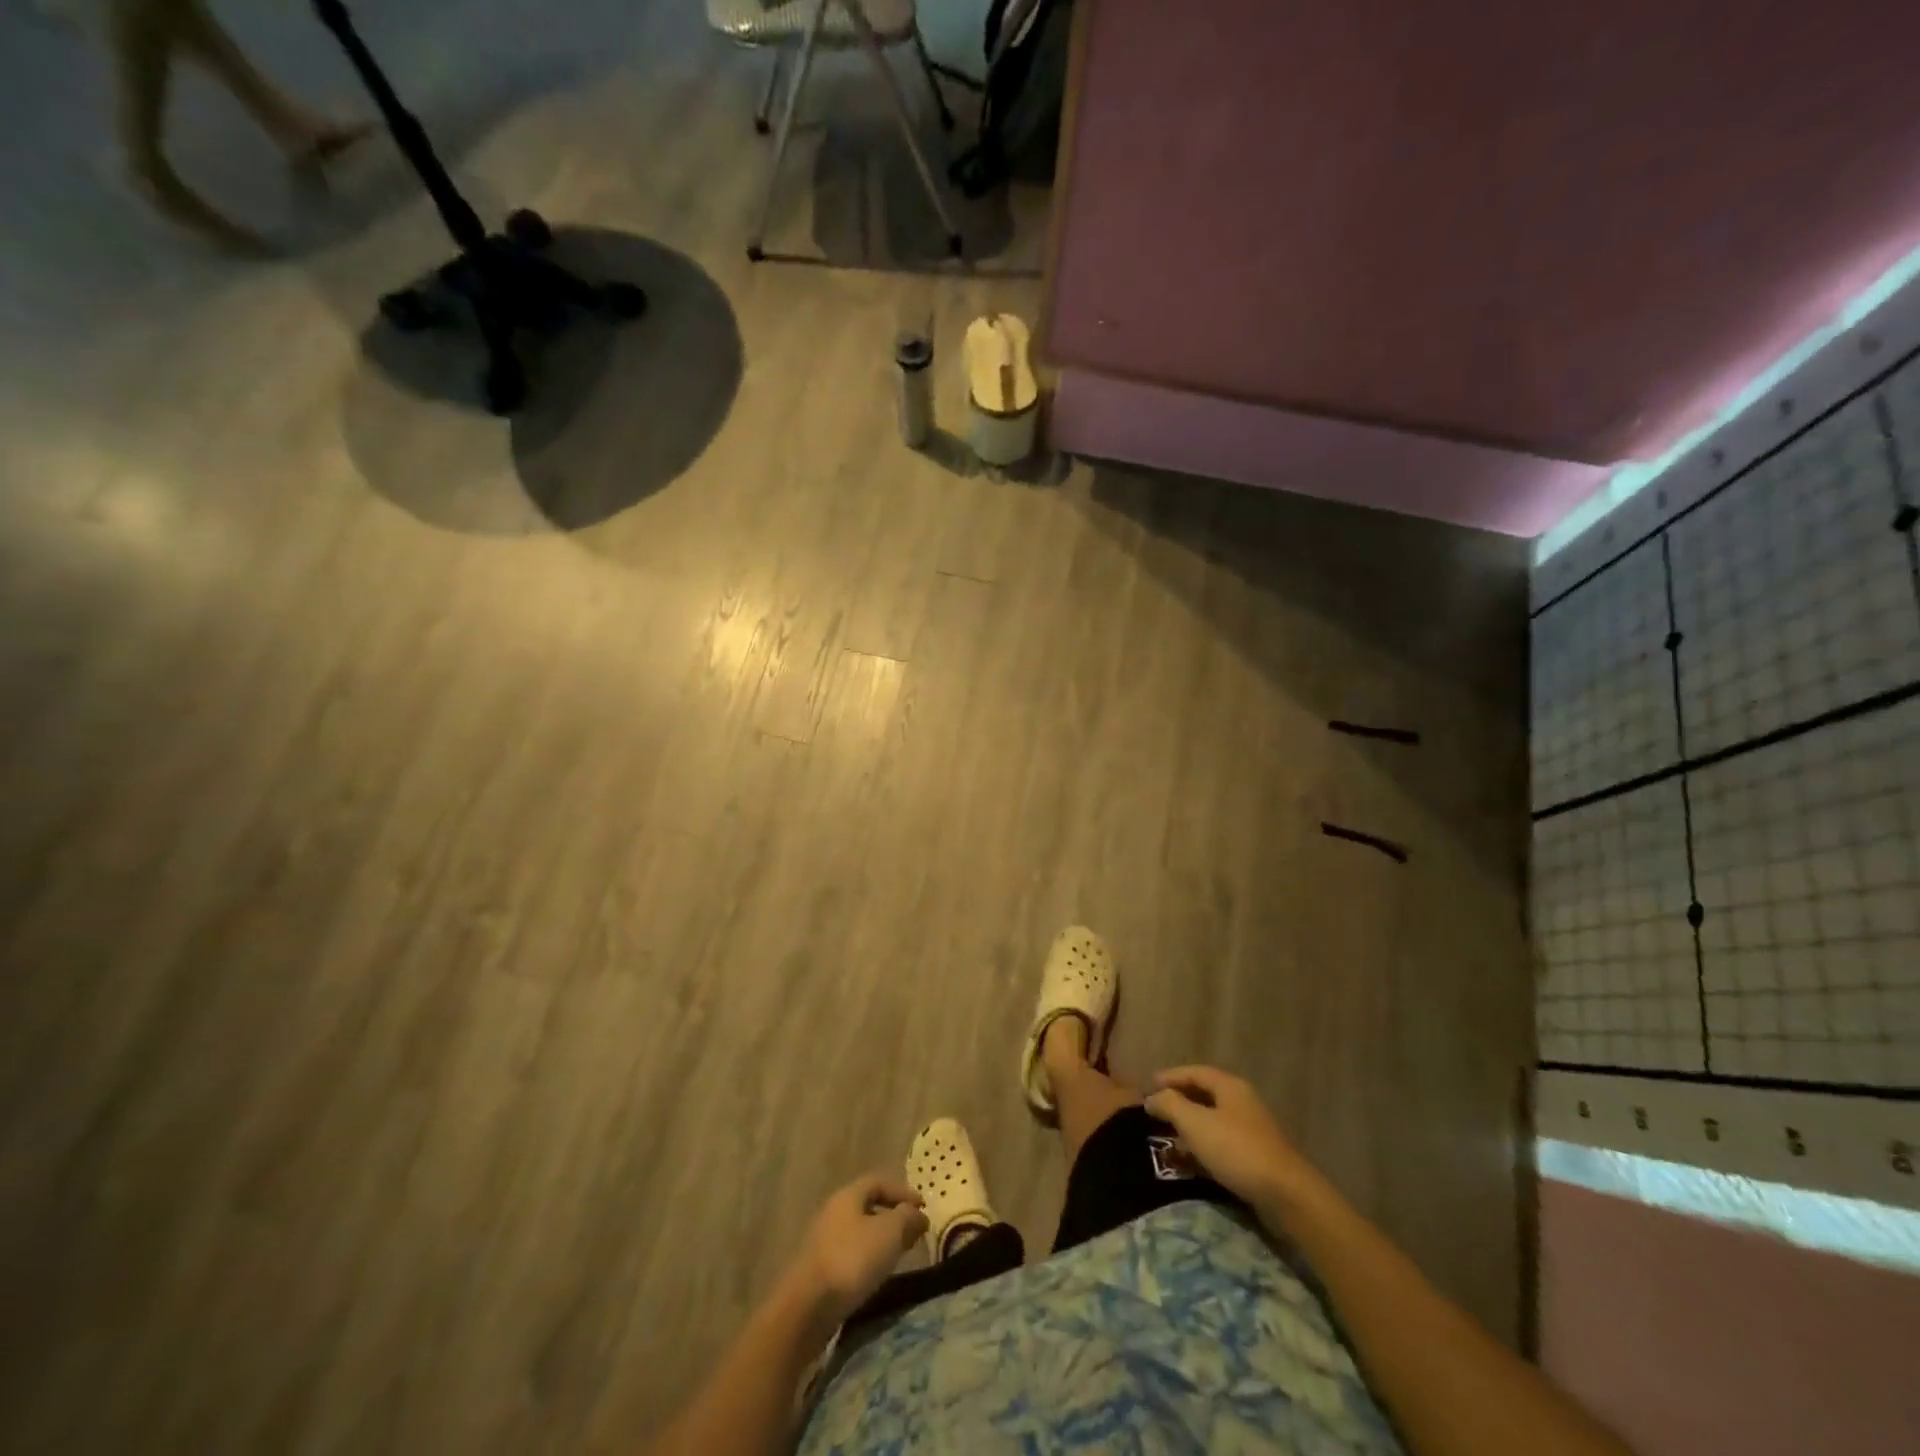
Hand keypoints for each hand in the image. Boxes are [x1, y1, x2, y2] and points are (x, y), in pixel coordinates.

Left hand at [789, 1174, 927, 1325]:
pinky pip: (849, 1255)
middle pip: (867, 1207)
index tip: (923, 1208)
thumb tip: (917, 1214)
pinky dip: (867, 1260)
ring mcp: (822, 1242)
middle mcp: (833, 1212)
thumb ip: (907, 1218)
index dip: (903, 1192)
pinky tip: (876, 1276)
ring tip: (899, 1256)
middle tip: (914, 1233)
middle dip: (893, 1217)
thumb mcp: (889, 1233)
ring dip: (880, 1241)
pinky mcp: (818, 1271)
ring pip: (859, 1233)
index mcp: (848, 1196)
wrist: (807, 1308)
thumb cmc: (852, 1260)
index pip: (879, 1182)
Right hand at [1145, 1066, 1316, 1210]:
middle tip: (1155, 1110)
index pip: (1194, 1072)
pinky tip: (1189, 1161)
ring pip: (1212, 1121)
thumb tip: (1152, 1097)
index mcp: (1230, 1086)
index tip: (1147, 1086)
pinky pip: (1221, 1143)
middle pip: (1204, 1095)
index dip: (1169, 1077)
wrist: (1286, 1194)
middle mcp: (1242, 1102)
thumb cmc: (1236, 1149)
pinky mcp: (1255, 1157)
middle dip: (1178, 1101)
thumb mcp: (1195, 1123)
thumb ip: (1170, 1105)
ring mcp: (1251, 1130)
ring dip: (1189, 1126)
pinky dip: (1202, 1147)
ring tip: (1166, 1136)